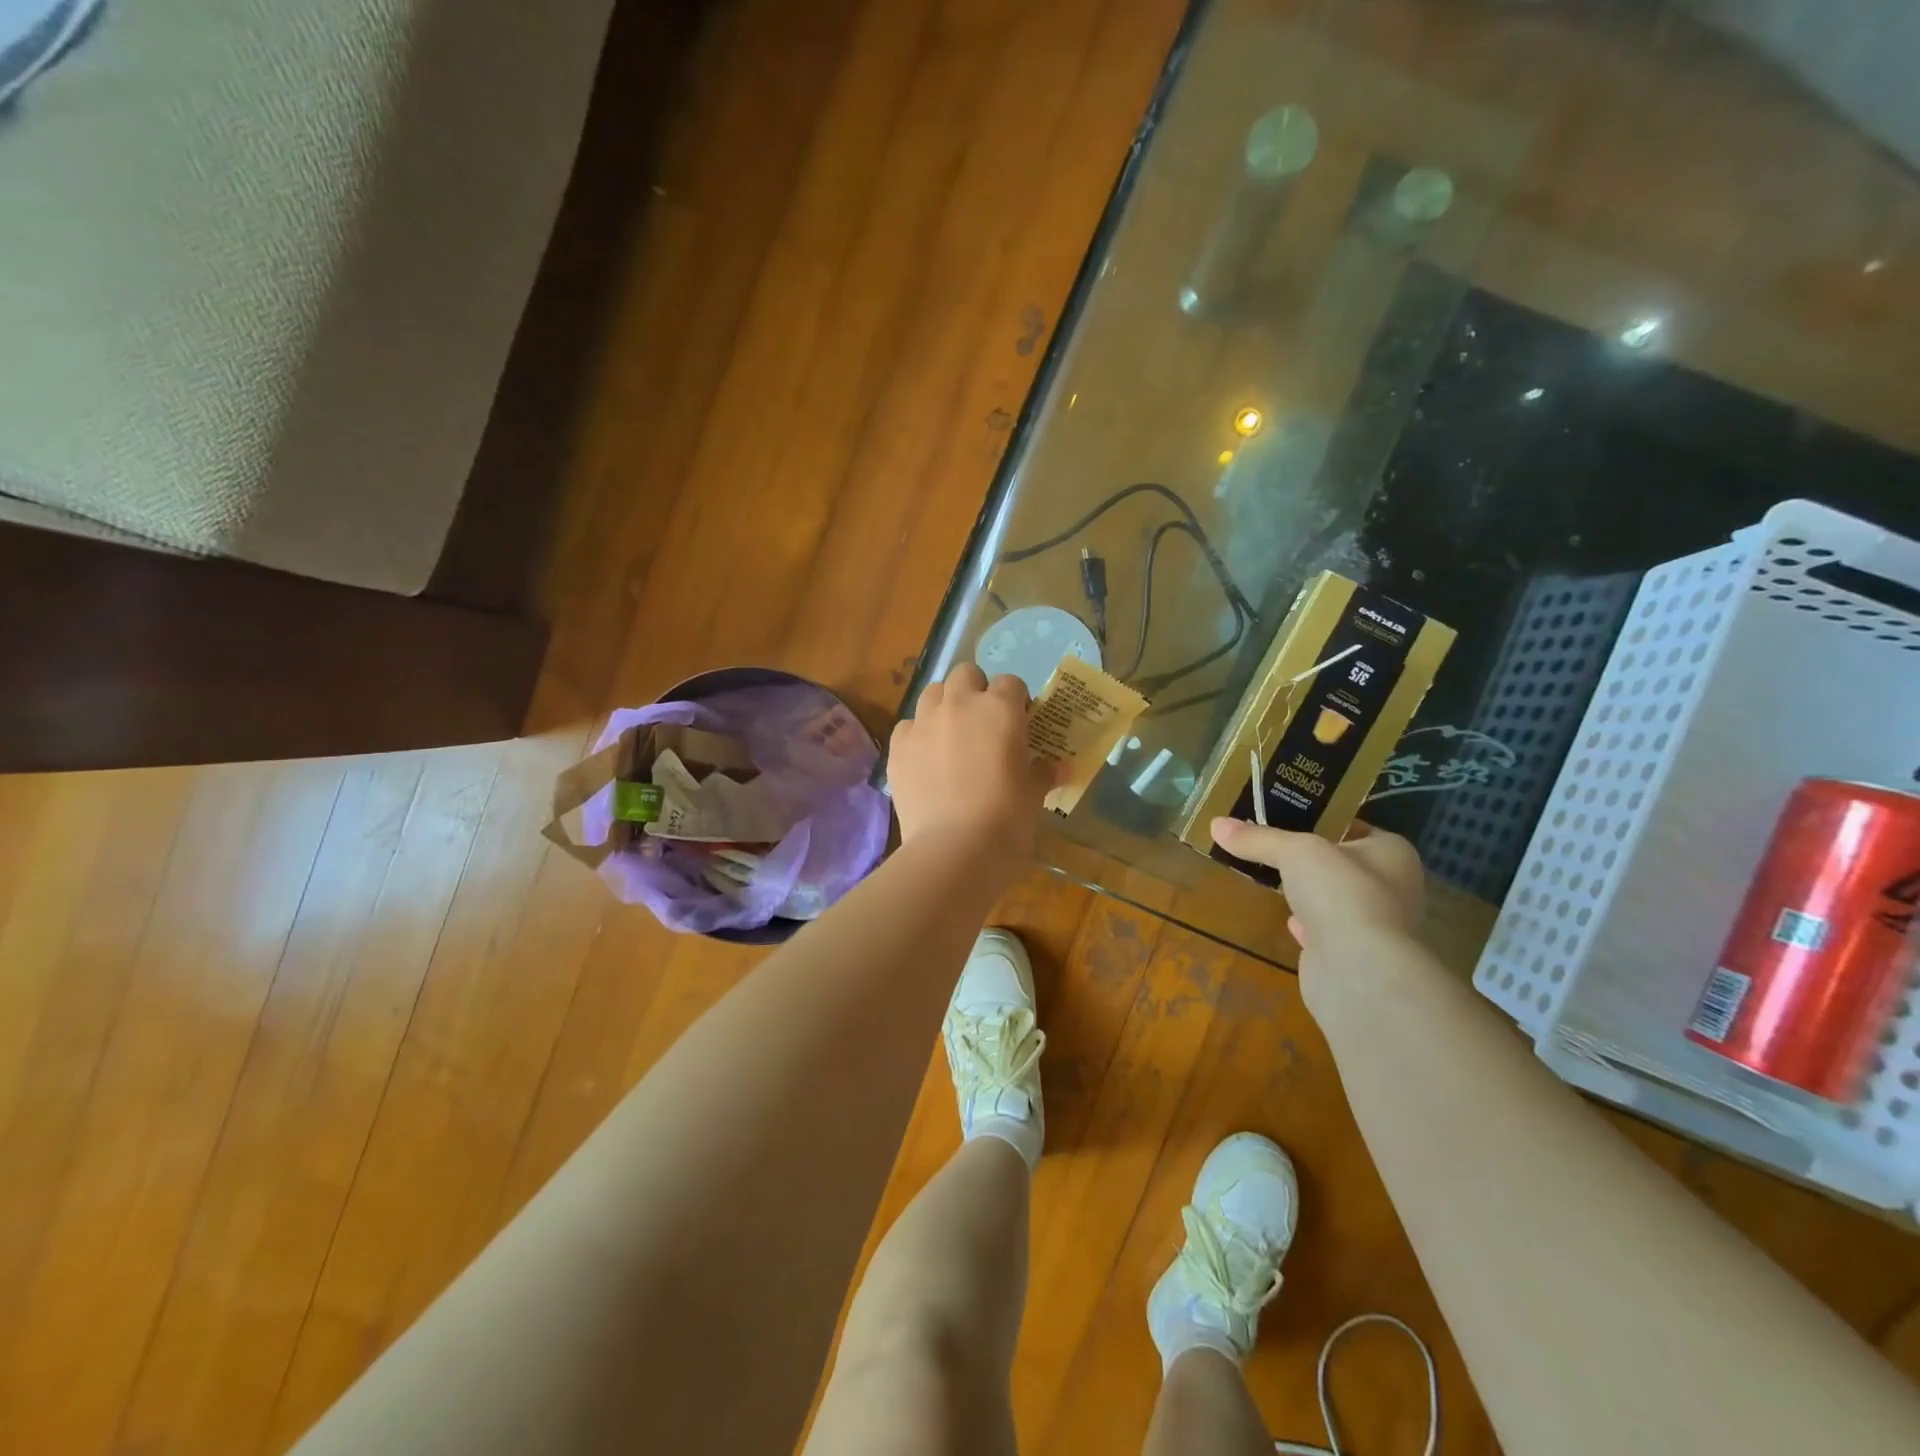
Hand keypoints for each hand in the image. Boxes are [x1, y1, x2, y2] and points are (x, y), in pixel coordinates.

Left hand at [889, 665, 1052, 857]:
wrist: (955, 851)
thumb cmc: (1007, 820)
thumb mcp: (1034, 794)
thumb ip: (1042, 772)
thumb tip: (1056, 768)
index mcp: (1000, 709)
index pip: (1011, 684)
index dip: (1016, 701)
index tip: (1019, 724)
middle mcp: (959, 705)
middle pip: (965, 674)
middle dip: (975, 691)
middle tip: (983, 724)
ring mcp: (924, 722)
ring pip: (933, 693)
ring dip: (944, 706)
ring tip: (951, 737)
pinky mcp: (898, 746)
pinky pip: (908, 726)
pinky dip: (918, 735)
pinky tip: (926, 760)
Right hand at [1209, 819, 1424, 1009]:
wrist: (1356, 970)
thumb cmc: (1340, 893)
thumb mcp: (1293, 851)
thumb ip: (1258, 838)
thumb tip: (1216, 824)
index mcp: (1392, 853)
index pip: (1355, 826)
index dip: (1322, 819)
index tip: (1285, 814)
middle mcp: (1391, 887)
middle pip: (1341, 863)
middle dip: (1308, 858)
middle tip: (1267, 843)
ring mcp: (1373, 925)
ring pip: (1332, 898)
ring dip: (1307, 892)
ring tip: (1270, 876)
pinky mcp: (1351, 955)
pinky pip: (1324, 930)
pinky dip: (1306, 924)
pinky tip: (1287, 919)